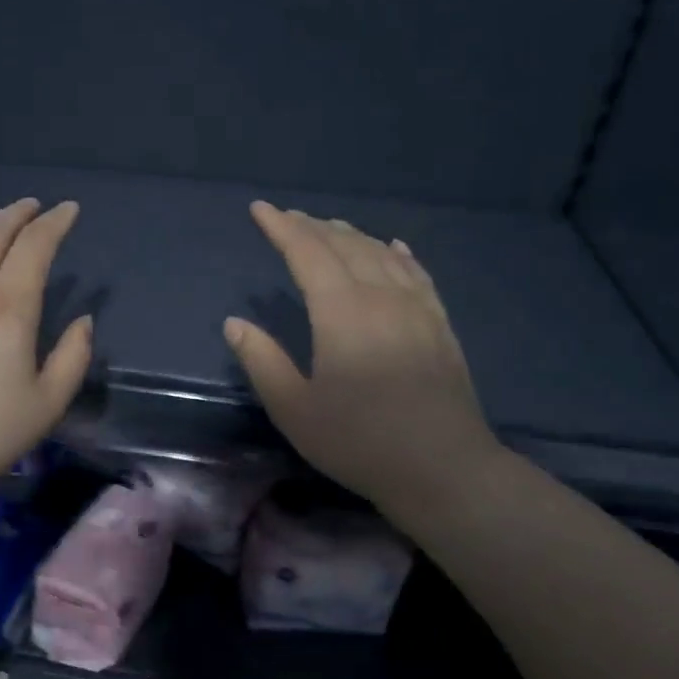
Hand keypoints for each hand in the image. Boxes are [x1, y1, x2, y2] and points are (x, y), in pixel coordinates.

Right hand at [224, 202, 500, 509]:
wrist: (444, 469)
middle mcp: (381, 297)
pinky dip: (398, 254)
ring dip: (351, 236)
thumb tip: (234, 323)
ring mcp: (416, 308)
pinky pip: (417, 273)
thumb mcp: (294, 409)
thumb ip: (262, 360)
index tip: (260, 209)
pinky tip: (393, 246)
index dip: (281, 228)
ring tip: (329, 227)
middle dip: (311, 227)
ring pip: (381, 254)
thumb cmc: (359, 441)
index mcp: (341, 312)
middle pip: (344, 246)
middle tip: (287, 217)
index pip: (307, 254)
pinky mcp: (440, 325)